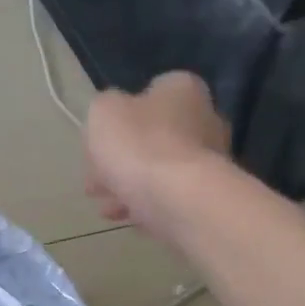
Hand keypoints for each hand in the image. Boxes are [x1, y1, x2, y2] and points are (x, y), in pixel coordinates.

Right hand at [84, 71, 231, 238]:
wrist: (176, 198)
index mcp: (181, 89)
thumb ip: (105, 106)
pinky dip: (145, 203)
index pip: (150, 93)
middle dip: (121, 157)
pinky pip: (167, 194)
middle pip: (152, 135)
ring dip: (129, 184)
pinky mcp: (206, 193)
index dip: (120, 116)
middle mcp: (204, 117)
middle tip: (94, 178)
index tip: (99, 139)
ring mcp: (210, 158)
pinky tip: (124, 216)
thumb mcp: (103, 111)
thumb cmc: (137, 144)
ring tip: (105, 205)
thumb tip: (114, 115)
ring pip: (157, 168)